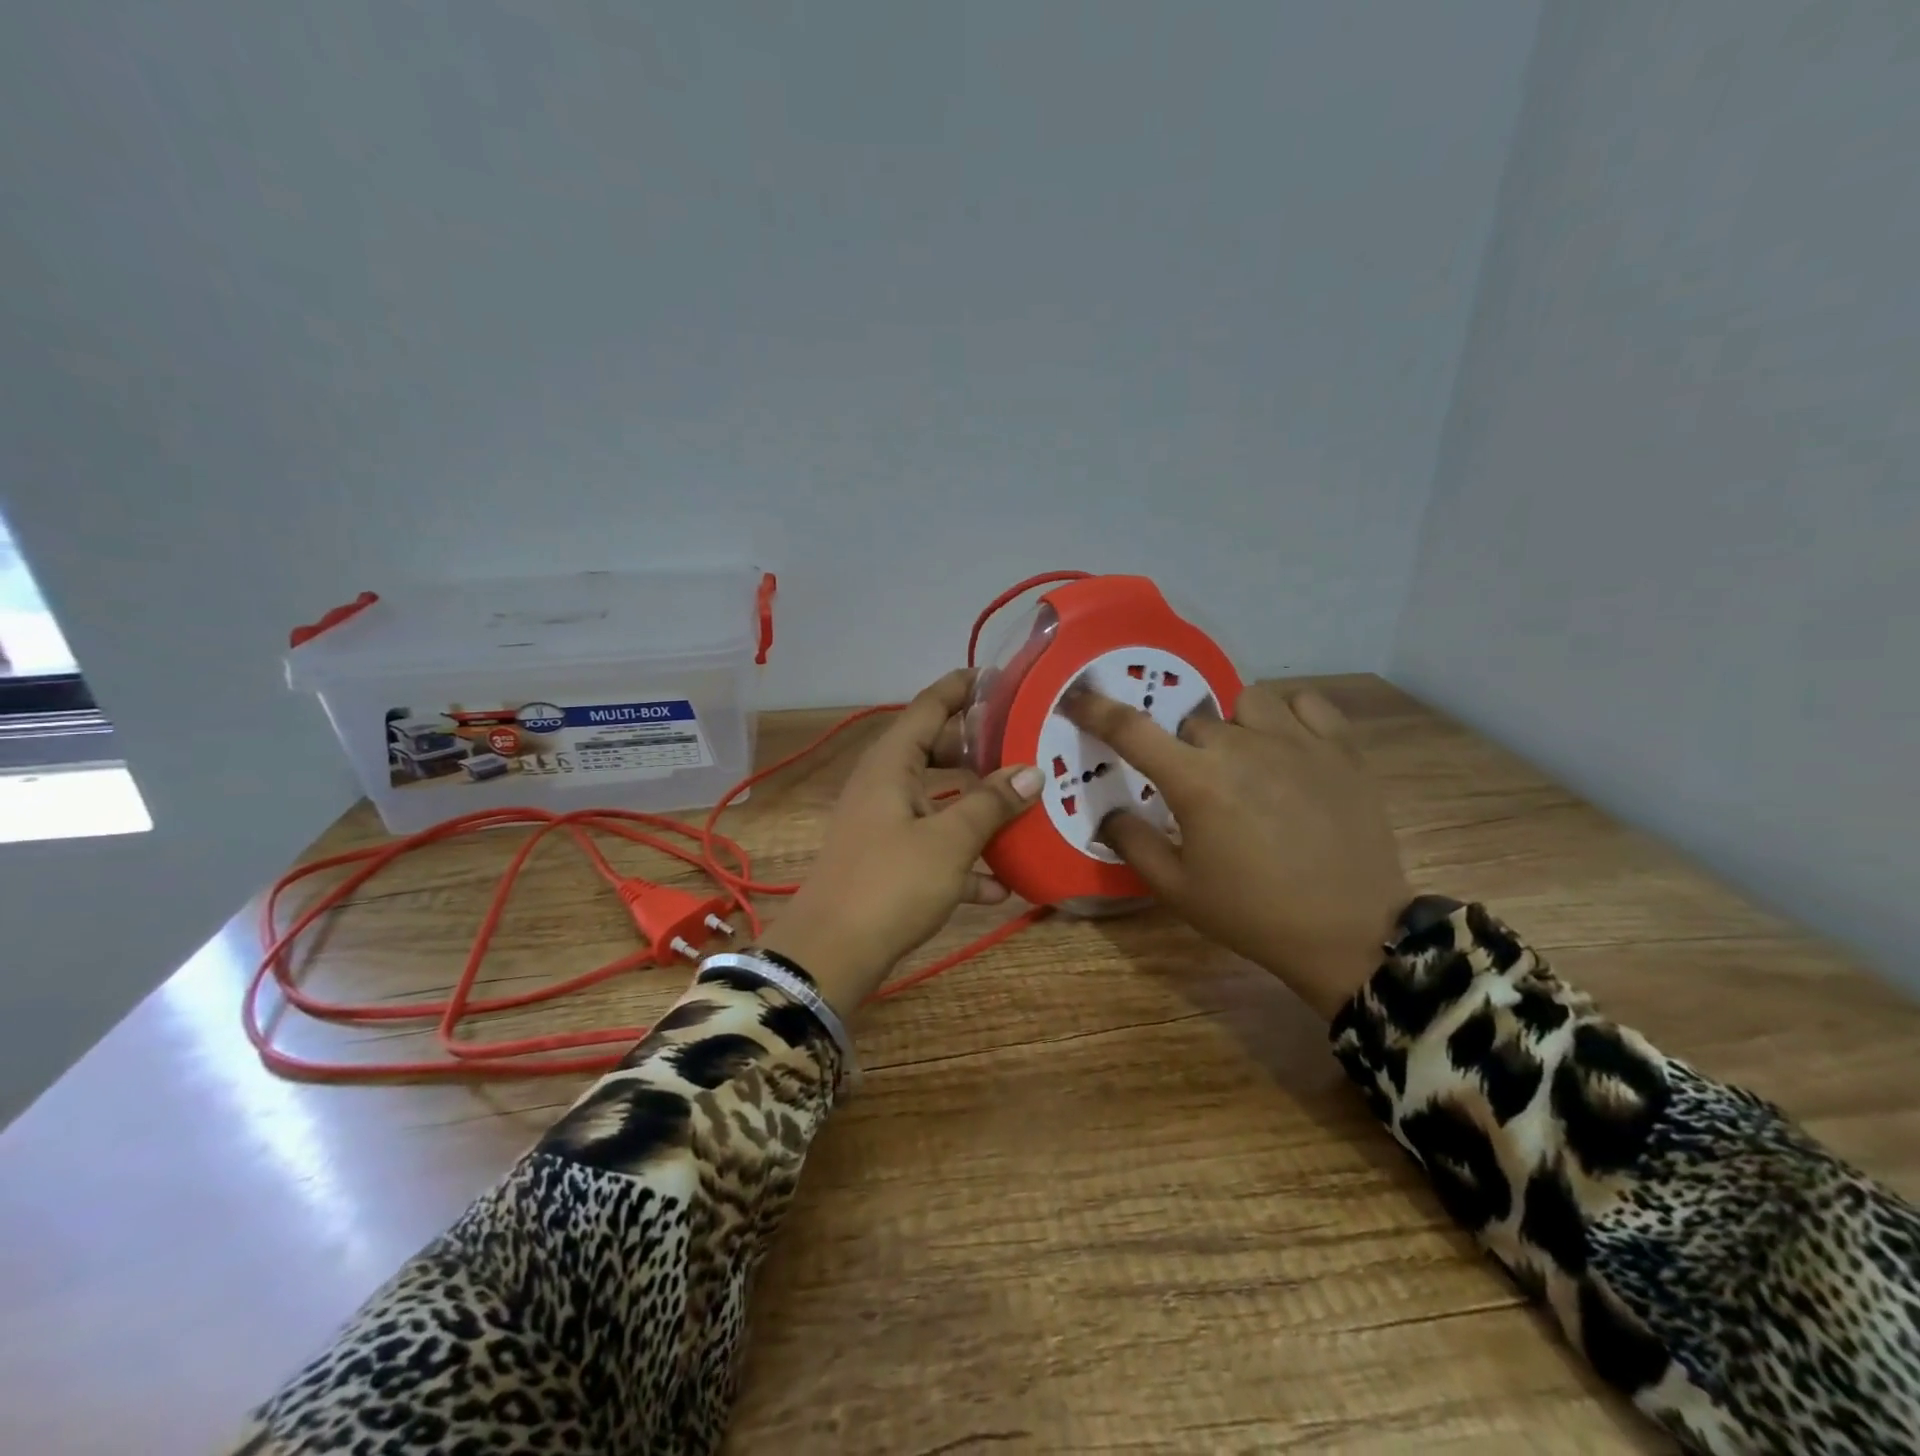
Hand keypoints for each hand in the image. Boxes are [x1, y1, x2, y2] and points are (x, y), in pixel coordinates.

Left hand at [763, 669, 1042, 1017]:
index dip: (961, 688)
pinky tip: (999, 886)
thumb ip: (990, 802)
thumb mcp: (949, 840)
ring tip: (1020, 804)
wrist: (831, 955)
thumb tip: (1030, 770)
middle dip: (974, 747)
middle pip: (932, 750)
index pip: (928, 706)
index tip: (998, 677)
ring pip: (935, 800)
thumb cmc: (890, 883)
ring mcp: (882, 825)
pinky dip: (961, 857)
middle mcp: (883, 785)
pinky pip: (930, 846)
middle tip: (1020, 743)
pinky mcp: (885, 863)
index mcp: (891, 764)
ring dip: (973, 805)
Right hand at [1063, 681, 1410, 1018]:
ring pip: (1246, 703)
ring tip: (1246, 760)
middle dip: (1185, 749)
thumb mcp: (1177, 889)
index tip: (1076, 697)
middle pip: (1193, 722)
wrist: (1351, 934)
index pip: (1131, 729)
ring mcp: (1297, 742)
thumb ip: (1133, 844)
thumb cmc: (1253, 914)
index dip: (1096, 709)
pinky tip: (1288, 745)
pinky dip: (1288, 714)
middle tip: (1198, 788)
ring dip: (1234, 726)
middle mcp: (1242, 747)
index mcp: (1196, 782)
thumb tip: (1110, 812)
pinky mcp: (1342, 748)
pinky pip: (1305, 702)